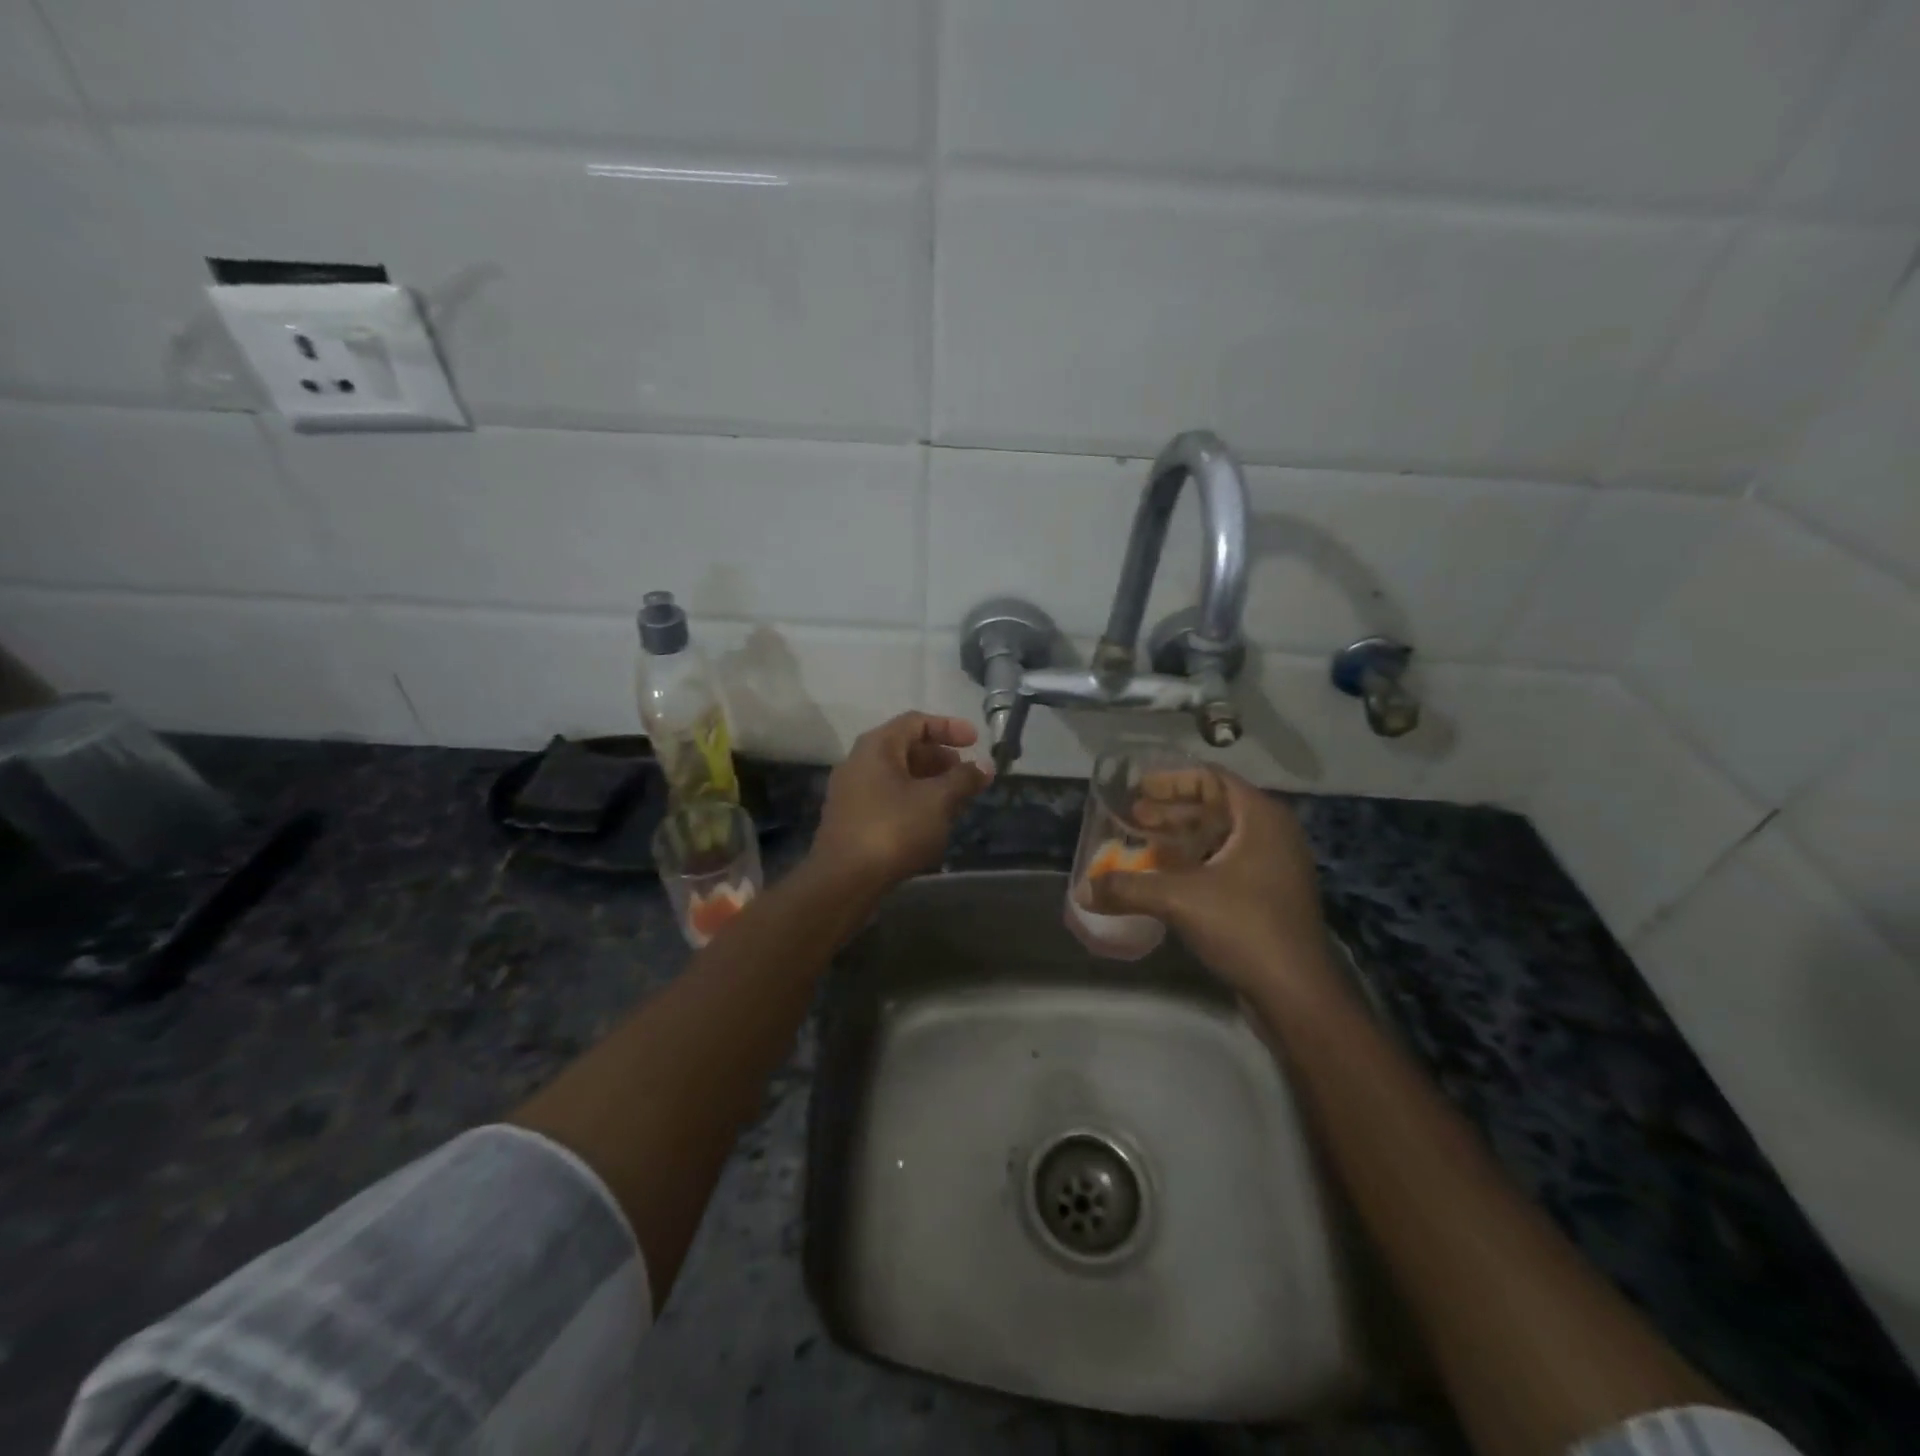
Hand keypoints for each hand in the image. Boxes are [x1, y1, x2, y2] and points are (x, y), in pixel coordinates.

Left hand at [811, 712, 991, 889]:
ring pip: (898, 776)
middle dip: (941, 758)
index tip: (976, 741)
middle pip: (906, 748)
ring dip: (930, 782)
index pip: (916, 722)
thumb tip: (984, 765)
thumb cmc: (893, 829)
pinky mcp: (851, 819)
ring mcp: (851, 792)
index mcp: (877, 746)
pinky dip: (914, 801)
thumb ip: (963, 779)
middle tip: (967, 774)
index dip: (949, 727)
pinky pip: (888, 798)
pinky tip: (932, 823)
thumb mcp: (937, 801)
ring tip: (957, 801)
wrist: (844, 880)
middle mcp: (859, 762)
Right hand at [1088, 767, 1329, 995]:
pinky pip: (1228, 864)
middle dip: (1172, 811)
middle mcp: (1272, 835)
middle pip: (1217, 807)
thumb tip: (1081, 890)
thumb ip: (1127, 888)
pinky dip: (1196, 863)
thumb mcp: (1179, 900)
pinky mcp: (1270, 897)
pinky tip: (1166, 879)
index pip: (1214, 779)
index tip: (1140, 788)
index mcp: (1260, 818)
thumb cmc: (1244, 927)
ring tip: (1144, 845)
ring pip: (1221, 838)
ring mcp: (1275, 867)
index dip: (1174, 780)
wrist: (1297, 993)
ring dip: (1182, 838)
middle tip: (1134, 817)